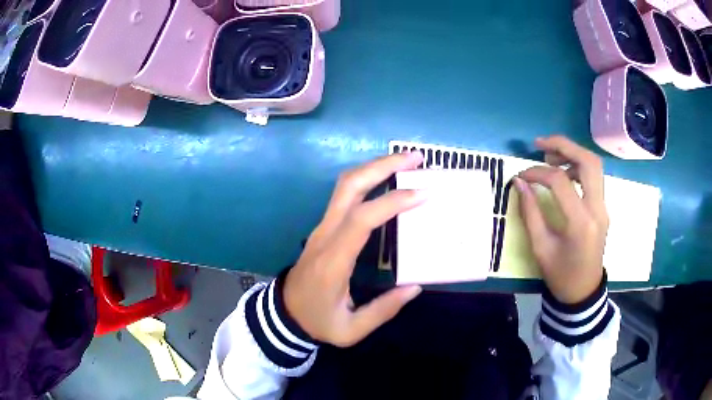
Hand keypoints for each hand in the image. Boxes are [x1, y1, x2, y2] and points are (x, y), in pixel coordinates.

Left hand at [284, 152, 426, 346]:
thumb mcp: (351, 329)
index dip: (392, 202)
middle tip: (416, 159)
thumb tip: (415, 286)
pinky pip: (346, 194)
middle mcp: (325, 235)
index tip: (423, 193)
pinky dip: (369, 178)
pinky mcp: (324, 226)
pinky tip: (389, 179)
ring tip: (407, 162)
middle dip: (383, 166)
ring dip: (376, 167)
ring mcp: (322, 227)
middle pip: (349, 186)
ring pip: (345, 184)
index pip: (361, 219)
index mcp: (333, 261)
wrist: (285, 314)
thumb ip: (384, 310)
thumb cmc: (317, 321)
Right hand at [514, 135, 608, 304]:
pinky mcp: (603, 207)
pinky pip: (594, 176)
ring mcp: (603, 206)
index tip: (521, 176)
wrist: (583, 291)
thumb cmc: (561, 275)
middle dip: (564, 145)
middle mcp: (597, 209)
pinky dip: (578, 166)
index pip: (560, 181)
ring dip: (572, 153)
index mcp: (581, 223)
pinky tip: (564, 173)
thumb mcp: (540, 247)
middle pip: (588, 161)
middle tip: (540, 144)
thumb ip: (530, 212)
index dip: (537, 172)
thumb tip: (519, 182)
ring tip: (550, 156)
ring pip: (594, 165)